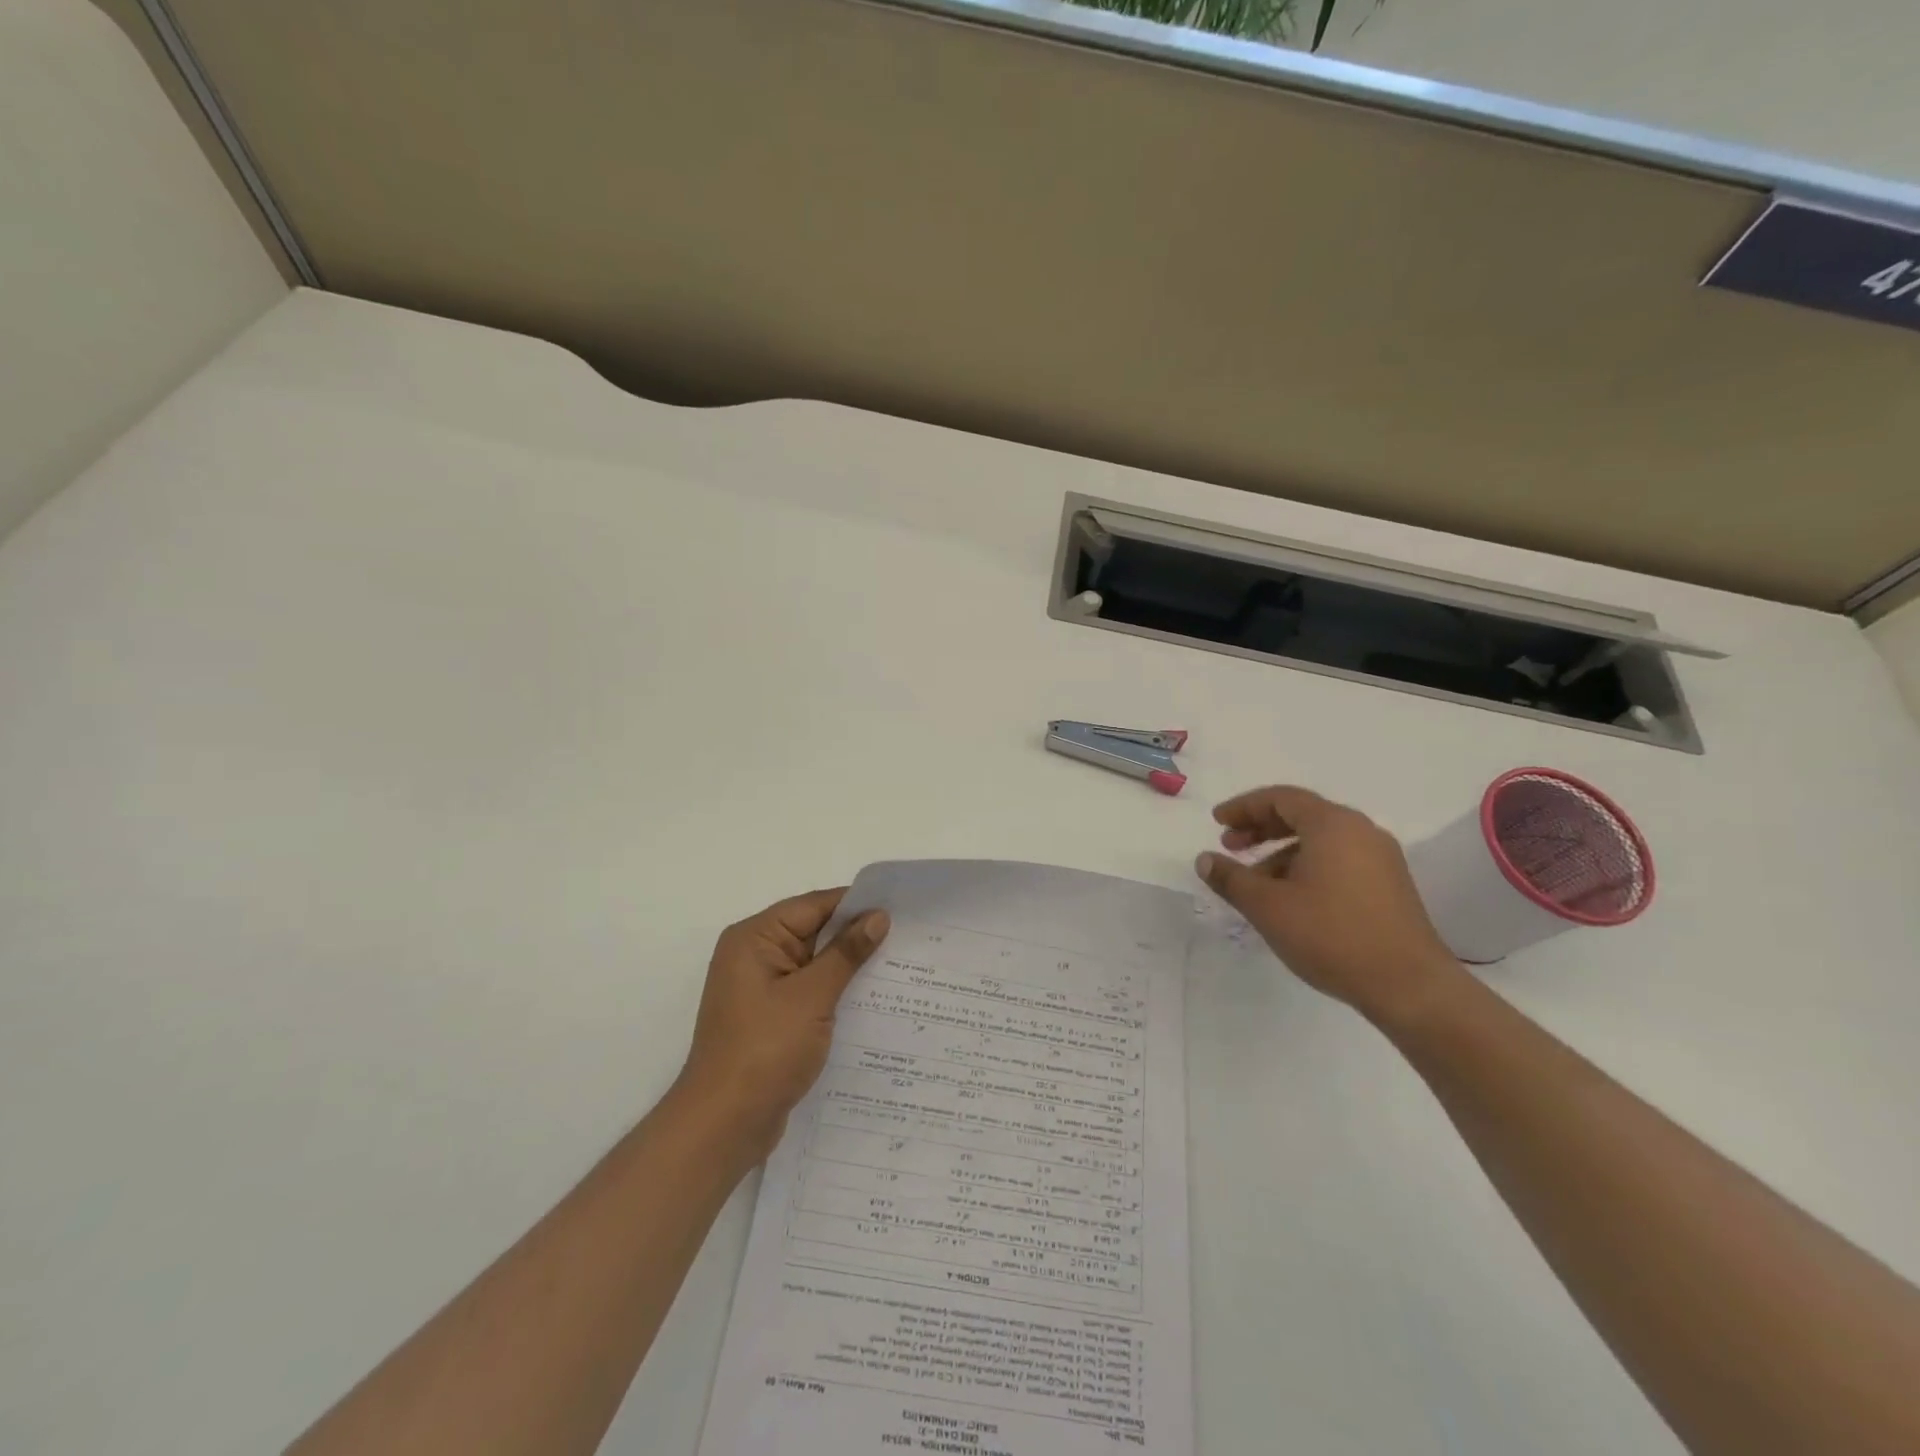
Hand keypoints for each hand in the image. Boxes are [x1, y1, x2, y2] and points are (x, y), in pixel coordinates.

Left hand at [674, 889, 889, 1161]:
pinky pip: (809, 992)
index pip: (814, 906)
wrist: (723, 1126)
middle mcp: (754, 955)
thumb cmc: (765, 1051)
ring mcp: (760, 989)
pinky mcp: (770, 1018)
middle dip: (857, 936)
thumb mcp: (812, 996)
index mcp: (755, 938)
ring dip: (849, 968)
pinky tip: (873, 1001)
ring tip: (901, 967)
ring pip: (815, 964)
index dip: (856, 905)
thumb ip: (846, 953)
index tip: (901, 909)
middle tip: (909, 938)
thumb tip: (878, 917)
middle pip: (814, 932)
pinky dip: (836, 993)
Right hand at [1194, 785, 1458, 1022]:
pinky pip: (1339, 860)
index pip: (1280, 798)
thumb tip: (1205, 860)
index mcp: (1332, 824)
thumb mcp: (1267, 906)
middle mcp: (1361, 831)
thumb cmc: (1331, 935)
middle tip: (1230, 846)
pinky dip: (1307, 866)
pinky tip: (1291, 898)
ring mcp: (1380, 858)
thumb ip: (1231, 878)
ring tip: (1255, 882)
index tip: (1217, 822)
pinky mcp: (1390, 885)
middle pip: (1302, 815)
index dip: (1244, 807)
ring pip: (1320, 841)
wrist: (1409, 986)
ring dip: (1281, 852)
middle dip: (1261, 828)